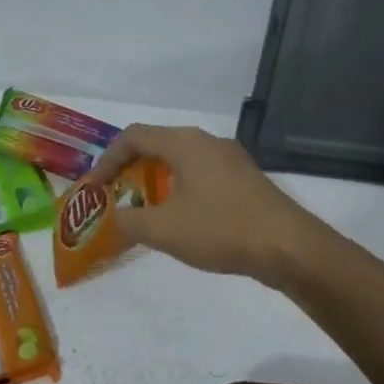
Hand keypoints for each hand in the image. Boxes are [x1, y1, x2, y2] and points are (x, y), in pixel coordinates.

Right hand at [90, 124, 318, 285]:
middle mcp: (206, 141)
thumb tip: (112, 220)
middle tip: (113, 197)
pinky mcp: (244, 179)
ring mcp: (229, 158)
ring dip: (154, 181)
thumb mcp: (163, 230)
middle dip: (128, 170)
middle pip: (156, 145)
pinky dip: (178, 188)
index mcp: (184, 143)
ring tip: (141, 209)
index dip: (106, 160)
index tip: (95, 188)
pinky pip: (199, 173)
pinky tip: (178, 218)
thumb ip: (128, 221)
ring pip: (180, 160)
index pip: (132, 137)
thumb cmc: (221, 230)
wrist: (288, 247)